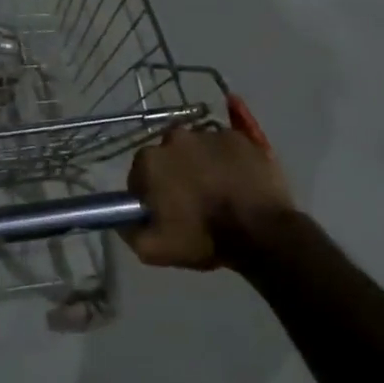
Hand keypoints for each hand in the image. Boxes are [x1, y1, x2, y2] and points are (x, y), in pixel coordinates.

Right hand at [123, 126, 293, 270]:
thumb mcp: (153, 249)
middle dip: (175, 173)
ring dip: (201, 164)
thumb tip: (122, 217)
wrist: (261, 231)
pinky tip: (236, 181)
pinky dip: (227, 160)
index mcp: (150, 160)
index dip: (149, 194)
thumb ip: (129, 230)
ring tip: (218, 191)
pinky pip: (225, 147)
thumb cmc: (203, 238)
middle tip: (192, 201)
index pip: (139, 174)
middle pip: (168, 156)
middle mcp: (176, 137)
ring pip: (197, 149)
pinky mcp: (240, 137)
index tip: (163, 211)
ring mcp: (210, 133)